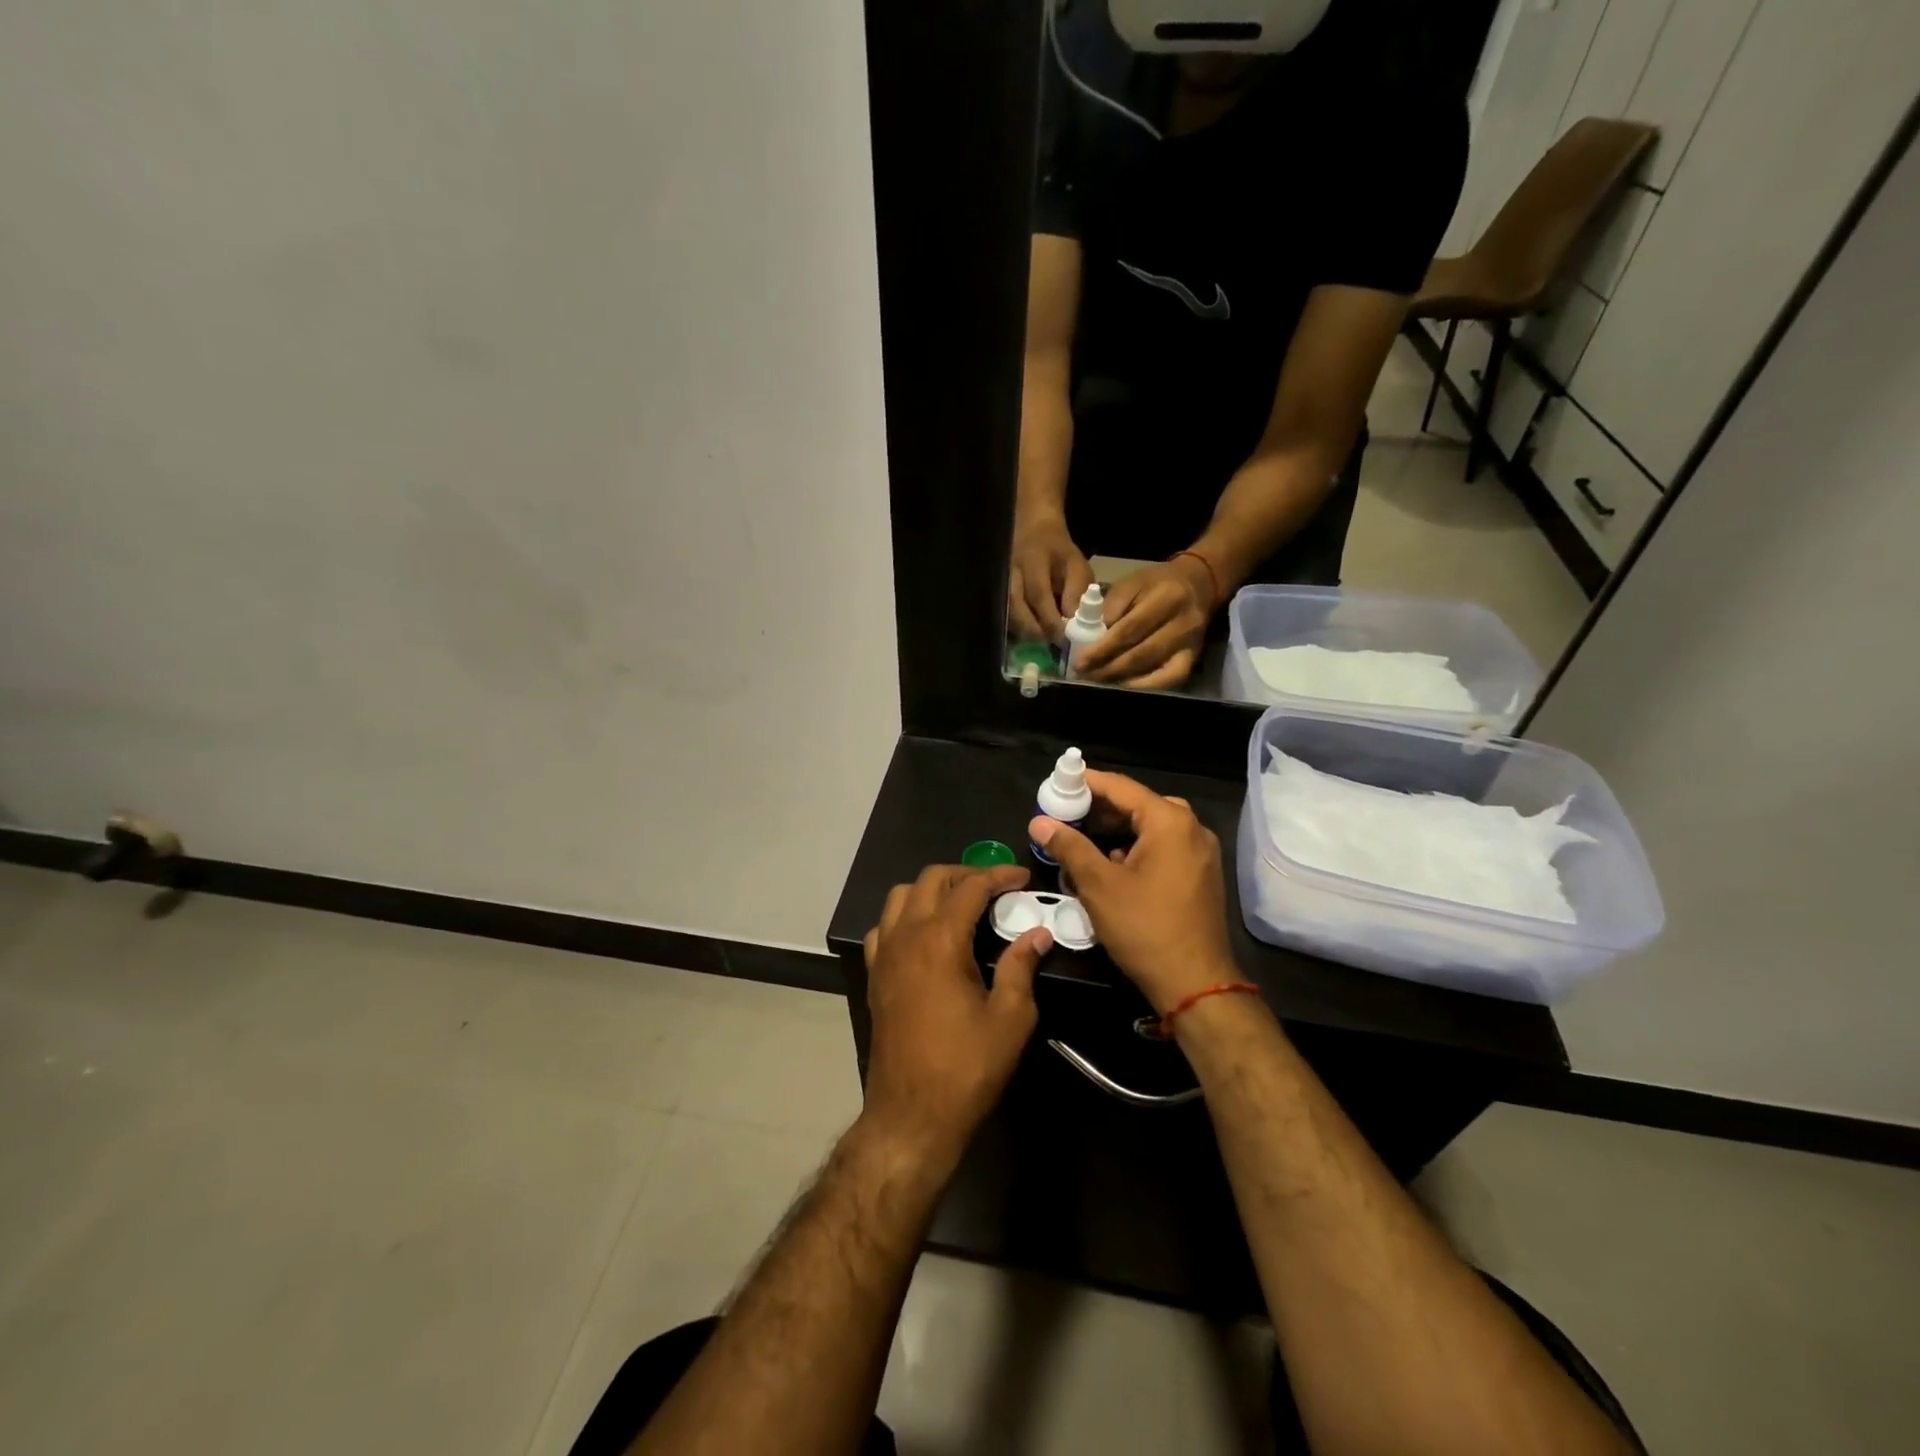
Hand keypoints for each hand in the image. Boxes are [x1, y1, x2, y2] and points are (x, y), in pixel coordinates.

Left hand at [861, 864, 1051, 1164]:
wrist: (912, 1114)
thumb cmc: (967, 1067)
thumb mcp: (1010, 1018)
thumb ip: (1022, 967)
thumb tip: (1038, 934)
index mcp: (941, 940)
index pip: (971, 887)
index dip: (999, 875)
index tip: (1022, 877)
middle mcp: (907, 936)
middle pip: (931, 879)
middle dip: (965, 873)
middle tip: (995, 888)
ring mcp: (885, 954)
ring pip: (901, 895)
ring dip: (932, 889)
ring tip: (961, 904)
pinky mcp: (874, 975)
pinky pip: (884, 927)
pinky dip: (906, 916)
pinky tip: (925, 935)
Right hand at [1008, 515, 1094, 641]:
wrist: (1034, 531)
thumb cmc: (1060, 554)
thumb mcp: (1077, 566)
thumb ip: (1077, 592)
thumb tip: (1075, 624)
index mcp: (1034, 560)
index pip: (1039, 594)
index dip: (1050, 620)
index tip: (1064, 639)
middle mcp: (1011, 571)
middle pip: (1015, 606)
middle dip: (1033, 629)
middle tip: (1049, 644)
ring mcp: (999, 580)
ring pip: (1005, 611)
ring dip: (1022, 631)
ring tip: (1039, 642)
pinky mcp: (996, 589)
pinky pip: (1001, 613)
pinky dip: (1014, 627)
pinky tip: (1027, 635)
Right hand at [1029, 770, 1236, 1012]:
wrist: (1195, 983)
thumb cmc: (1144, 928)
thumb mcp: (1098, 885)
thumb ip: (1069, 846)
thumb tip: (1039, 822)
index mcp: (1170, 822)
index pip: (1121, 787)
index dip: (1086, 783)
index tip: (1057, 784)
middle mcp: (1192, 829)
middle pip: (1139, 804)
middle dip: (1100, 808)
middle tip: (1065, 813)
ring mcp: (1201, 852)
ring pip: (1151, 827)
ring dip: (1117, 829)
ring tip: (1081, 837)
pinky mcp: (1201, 874)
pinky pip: (1164, 846)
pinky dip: (1136, 847)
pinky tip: (1111, 863)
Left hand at [1073, 558, 1212, 687]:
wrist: (1198, 585)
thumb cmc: (1156, 584)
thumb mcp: (1131, 583)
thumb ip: (1111, 607)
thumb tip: (1091, 637)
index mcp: (1165, 598)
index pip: (1128, 630)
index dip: (1102, 649)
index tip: (1080, 662)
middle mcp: (1183, 623)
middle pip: (1140, 654)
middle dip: (1108, 668)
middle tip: (1085, 675)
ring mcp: (1190, 644)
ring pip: (1152, 669)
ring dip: (1121, 678)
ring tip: (1098, 680)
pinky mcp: (1193, 659)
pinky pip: (1169, 680)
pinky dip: (1145, 686)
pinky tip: (1124, 685)